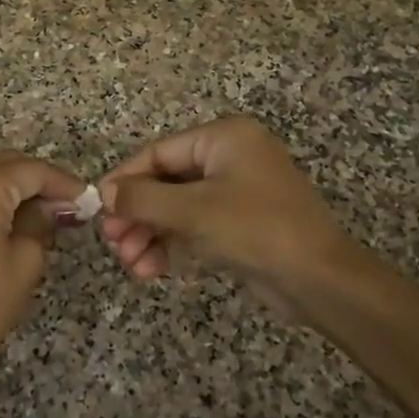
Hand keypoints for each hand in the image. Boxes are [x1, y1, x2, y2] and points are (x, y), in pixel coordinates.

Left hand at [0, 151, 84, 390]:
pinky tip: (12, 213)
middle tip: (69, 206)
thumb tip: (57, 204)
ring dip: (14, 186)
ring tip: (44, 211)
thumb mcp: (24, 260)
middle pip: (7, 164)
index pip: (31, 170)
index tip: (86, 197)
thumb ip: (42, 220)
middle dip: (38, 181)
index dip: (62, 182)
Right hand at [99, 117, 356, 308]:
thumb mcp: (192, 211)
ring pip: (178, 208)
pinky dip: (173, 245)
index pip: (159, 152)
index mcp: (224, 138)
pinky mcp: (241, 224)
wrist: (319, 280)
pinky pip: (196, 226)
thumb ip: (143, 199)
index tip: (98, 207)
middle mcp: (231, 157)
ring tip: (131, 265)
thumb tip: (104, 193)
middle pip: (167, 181)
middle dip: (138, 215)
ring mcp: (237, 192)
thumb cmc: (255, 229)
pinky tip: (151, 270)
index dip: (125, 179)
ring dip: (151, 235)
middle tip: (114, 244)